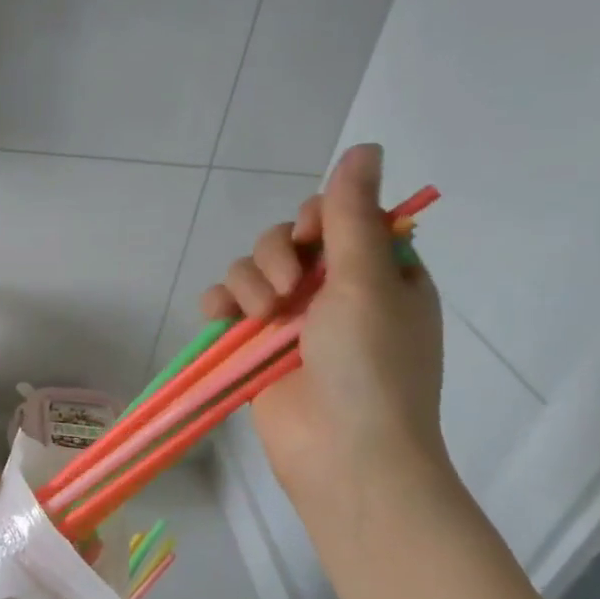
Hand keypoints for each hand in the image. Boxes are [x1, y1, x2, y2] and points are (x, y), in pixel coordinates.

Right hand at [200, 143, 449, 531]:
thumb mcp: (369, 282)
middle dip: (278, 254)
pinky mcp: (255, 346)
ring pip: (252, 268)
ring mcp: (292, 321)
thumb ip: (353, 215)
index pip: (340, 218)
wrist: (345, 453)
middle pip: (288, 239)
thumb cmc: (372, 365)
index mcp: (379, 273)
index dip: (320, 218)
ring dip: (250, 281)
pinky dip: (220, 303)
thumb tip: (365, 145)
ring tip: (263, 315)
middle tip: (289, 289)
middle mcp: (335, 291)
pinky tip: (221, 316)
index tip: (315, 237)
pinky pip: (226, 304)